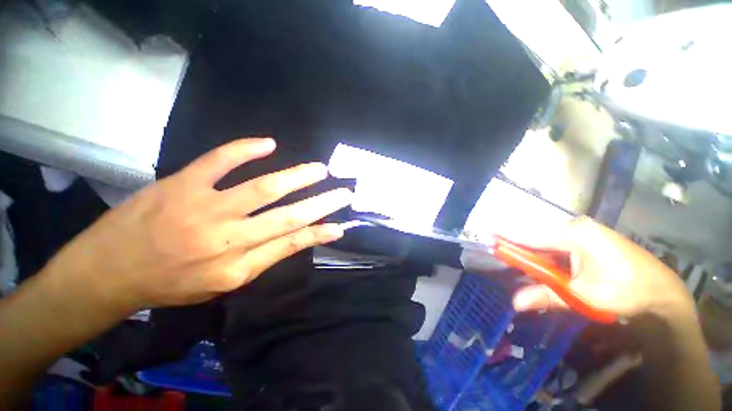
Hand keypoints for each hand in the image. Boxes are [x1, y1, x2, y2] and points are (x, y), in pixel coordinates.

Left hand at [47, 138, 351, 311]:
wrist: (107, 271)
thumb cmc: (169, 284)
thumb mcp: (220, 285)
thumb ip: (260, 259)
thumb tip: (293, 239)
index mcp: (236, 268)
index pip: (291, 245)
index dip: (319, 233)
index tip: (341, 225)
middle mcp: (227, 239)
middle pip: (288, 216)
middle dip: (322, 204)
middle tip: (344, 193)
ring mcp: (204, 208)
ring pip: (264, 188)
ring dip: (298, 176)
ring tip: (320, 169)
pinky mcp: (181, 184)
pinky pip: (219, 161)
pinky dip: (245, 149)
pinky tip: (268, 143)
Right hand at [513, 217, 693, 318]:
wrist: (662, 294)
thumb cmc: (625, 292)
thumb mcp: (583, 297)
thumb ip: (546, 296)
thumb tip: (514, 302)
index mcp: (572, 233)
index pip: (528, 235)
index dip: (506, 238)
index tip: (485, 235)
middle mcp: (575, 226)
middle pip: (536, 236)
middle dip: (518, 248)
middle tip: (500, 254)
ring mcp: (582, 230)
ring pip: (546, 241)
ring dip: (533, 253)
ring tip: (517, 261)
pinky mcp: (587, 238)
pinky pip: (557, 245)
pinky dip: (546, 255)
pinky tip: (543, 265)